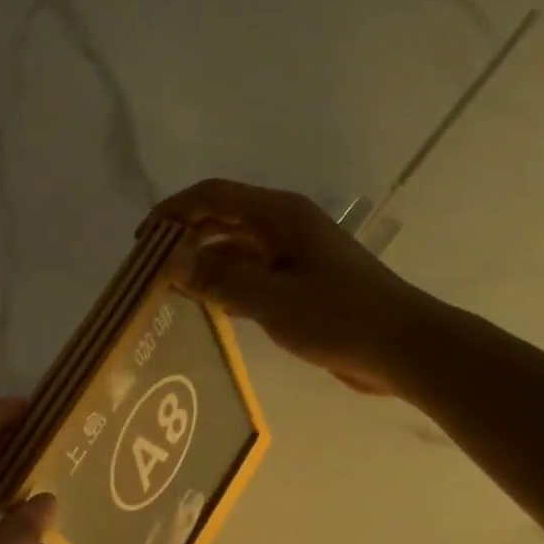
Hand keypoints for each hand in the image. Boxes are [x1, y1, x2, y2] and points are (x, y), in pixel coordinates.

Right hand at [151, 178, 442, 396]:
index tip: (141, 240)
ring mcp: (293, 256)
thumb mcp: (270, 299)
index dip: (173, 211)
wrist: (402, 347)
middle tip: (149, 269)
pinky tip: (206, 308)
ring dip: (203, 265)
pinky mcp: (299, 284)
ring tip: (169, 291)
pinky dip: (226, 286)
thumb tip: (169, 258)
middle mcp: (284, 227)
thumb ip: (218, 278)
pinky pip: (251, 276)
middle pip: (222, 219)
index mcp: (279, 216)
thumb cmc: (338, 316)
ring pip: (235, 250)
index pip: (213, 196)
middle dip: (184, 238)